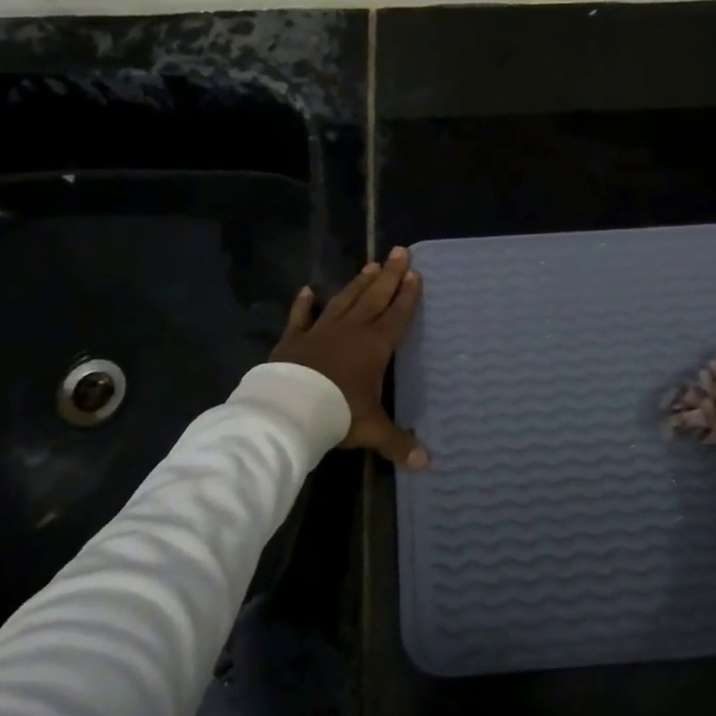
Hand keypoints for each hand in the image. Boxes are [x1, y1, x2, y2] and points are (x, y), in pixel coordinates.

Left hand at [269, 246, 426, 468]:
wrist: (290, 409)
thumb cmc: (338, 413)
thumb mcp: (372, 430)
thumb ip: (398, 443)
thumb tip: (426, 464)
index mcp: (375, 346)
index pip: (397, 315)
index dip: (407, 295)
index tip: (415, 273)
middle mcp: (351, 330)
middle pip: (375, 297)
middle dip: (390, 275)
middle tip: (400, 251)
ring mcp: (321, 330)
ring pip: (344, 300)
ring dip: (358, 283)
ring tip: (370, 265)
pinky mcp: (294, 338)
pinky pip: (300, 317)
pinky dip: (303, 304)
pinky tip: (306, 290)